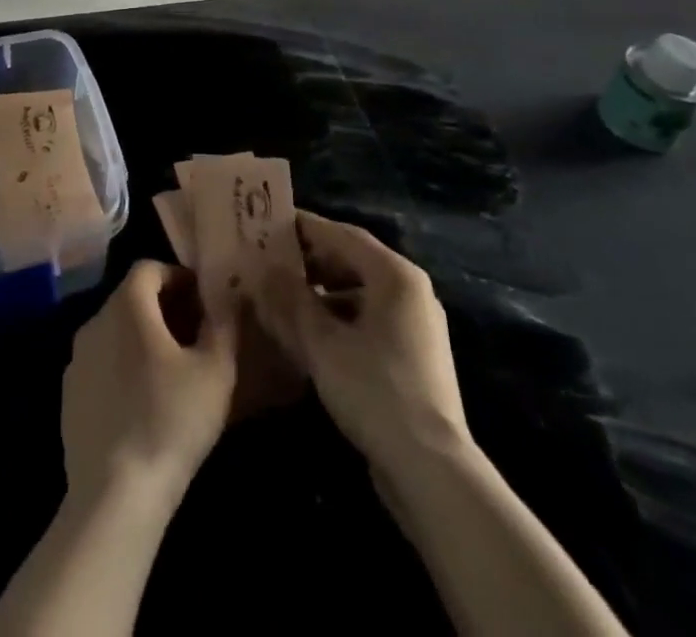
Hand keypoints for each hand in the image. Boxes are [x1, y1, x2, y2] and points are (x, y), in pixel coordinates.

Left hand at [62, 260, 236, 512]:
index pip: (148, 268)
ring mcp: (77, 360)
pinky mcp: (69, 396)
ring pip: (114, 331)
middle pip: (130, 298)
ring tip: (173, 368)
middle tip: (195, 332)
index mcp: (127, 306)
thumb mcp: (215, 371)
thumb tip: (229, 298)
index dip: (177, 276)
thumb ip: (223, 325)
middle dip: (164, 306)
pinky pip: (101, 363)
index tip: (202, 299)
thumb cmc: (171, 419)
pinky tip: (145, 400)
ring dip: (143, 336)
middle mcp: (95, 321)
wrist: (115, 494)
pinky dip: (123, 365)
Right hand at [259, 211, 470, 479]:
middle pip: (353, 261)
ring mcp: (416, 325)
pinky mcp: (414, 357)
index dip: (304, 228)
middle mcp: (411, 291)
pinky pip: (370, 320)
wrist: (431, 471)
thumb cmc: (375, 391)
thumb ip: (290, 300)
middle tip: (270, 262)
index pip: (342, 235)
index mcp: (395, 275)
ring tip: (283, 298)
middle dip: (311, 261)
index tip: (269, 224)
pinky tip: (310, 336)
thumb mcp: (322, 343)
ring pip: (360, 293)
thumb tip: (263, 269)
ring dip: (322, 292)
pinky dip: (340, 318)